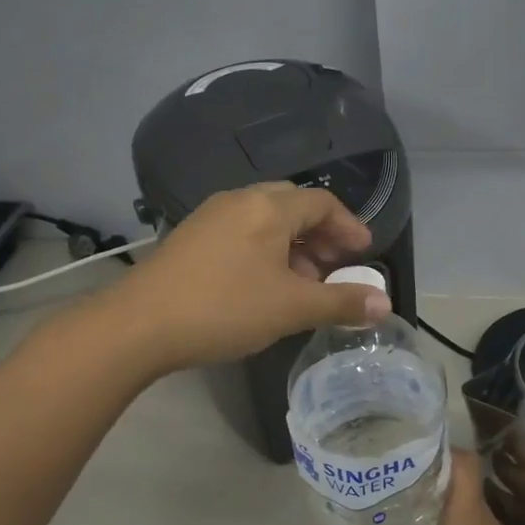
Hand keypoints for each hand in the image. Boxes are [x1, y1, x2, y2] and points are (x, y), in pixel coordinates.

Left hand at [102, 183, 389, 374]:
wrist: (139, 324)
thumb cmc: (224, 308)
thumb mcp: (291, 308)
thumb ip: (341, 303)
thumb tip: (385, 304)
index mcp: (268, 206)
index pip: (322, 203)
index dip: (349, 227)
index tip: (364, 254)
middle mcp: (239, 200)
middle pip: (292, 207)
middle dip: (320, 236)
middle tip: (335, 268)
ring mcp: (209, 217)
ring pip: (264, 221)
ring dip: (291, 247)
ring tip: (302, 284)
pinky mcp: (189, 238)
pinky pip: (240, 234)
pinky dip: (263, 252)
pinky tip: (262, 287)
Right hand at [328, 451, 524, 524]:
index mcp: (469, 514)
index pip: (464, 461)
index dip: (440, 446)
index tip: (408, 444)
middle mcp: (486, 521)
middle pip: (461, 482)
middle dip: (428, 474)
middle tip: (391, 472)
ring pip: (466, 508)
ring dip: (438, 501)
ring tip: (401, 501)